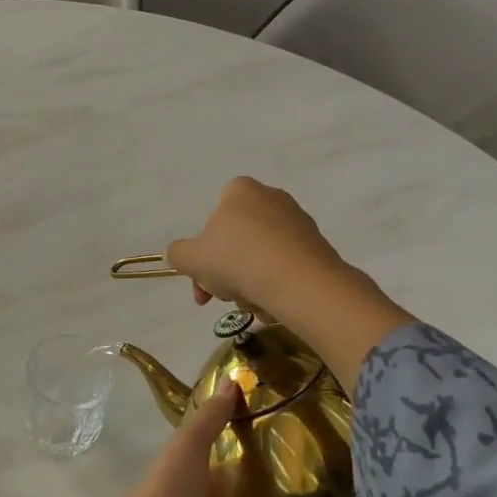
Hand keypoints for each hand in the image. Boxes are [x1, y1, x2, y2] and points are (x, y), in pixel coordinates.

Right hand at [167, 177, 415, 391]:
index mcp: (240, 191)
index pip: (214, 215)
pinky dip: (276, 286)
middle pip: (237, 240)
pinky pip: (286, 268)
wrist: (301, 282)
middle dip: (226, 272)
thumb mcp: (191, 259)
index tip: (202, 278)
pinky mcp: (318, 247)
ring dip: (249, 283)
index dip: (203, 250)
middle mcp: (272, 198)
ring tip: (251, 304)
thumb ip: (178, 253)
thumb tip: (179, 254)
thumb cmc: (238, 259)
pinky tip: (273, 305)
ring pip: (261, 257)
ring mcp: (299, 222)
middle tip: (221, 297)